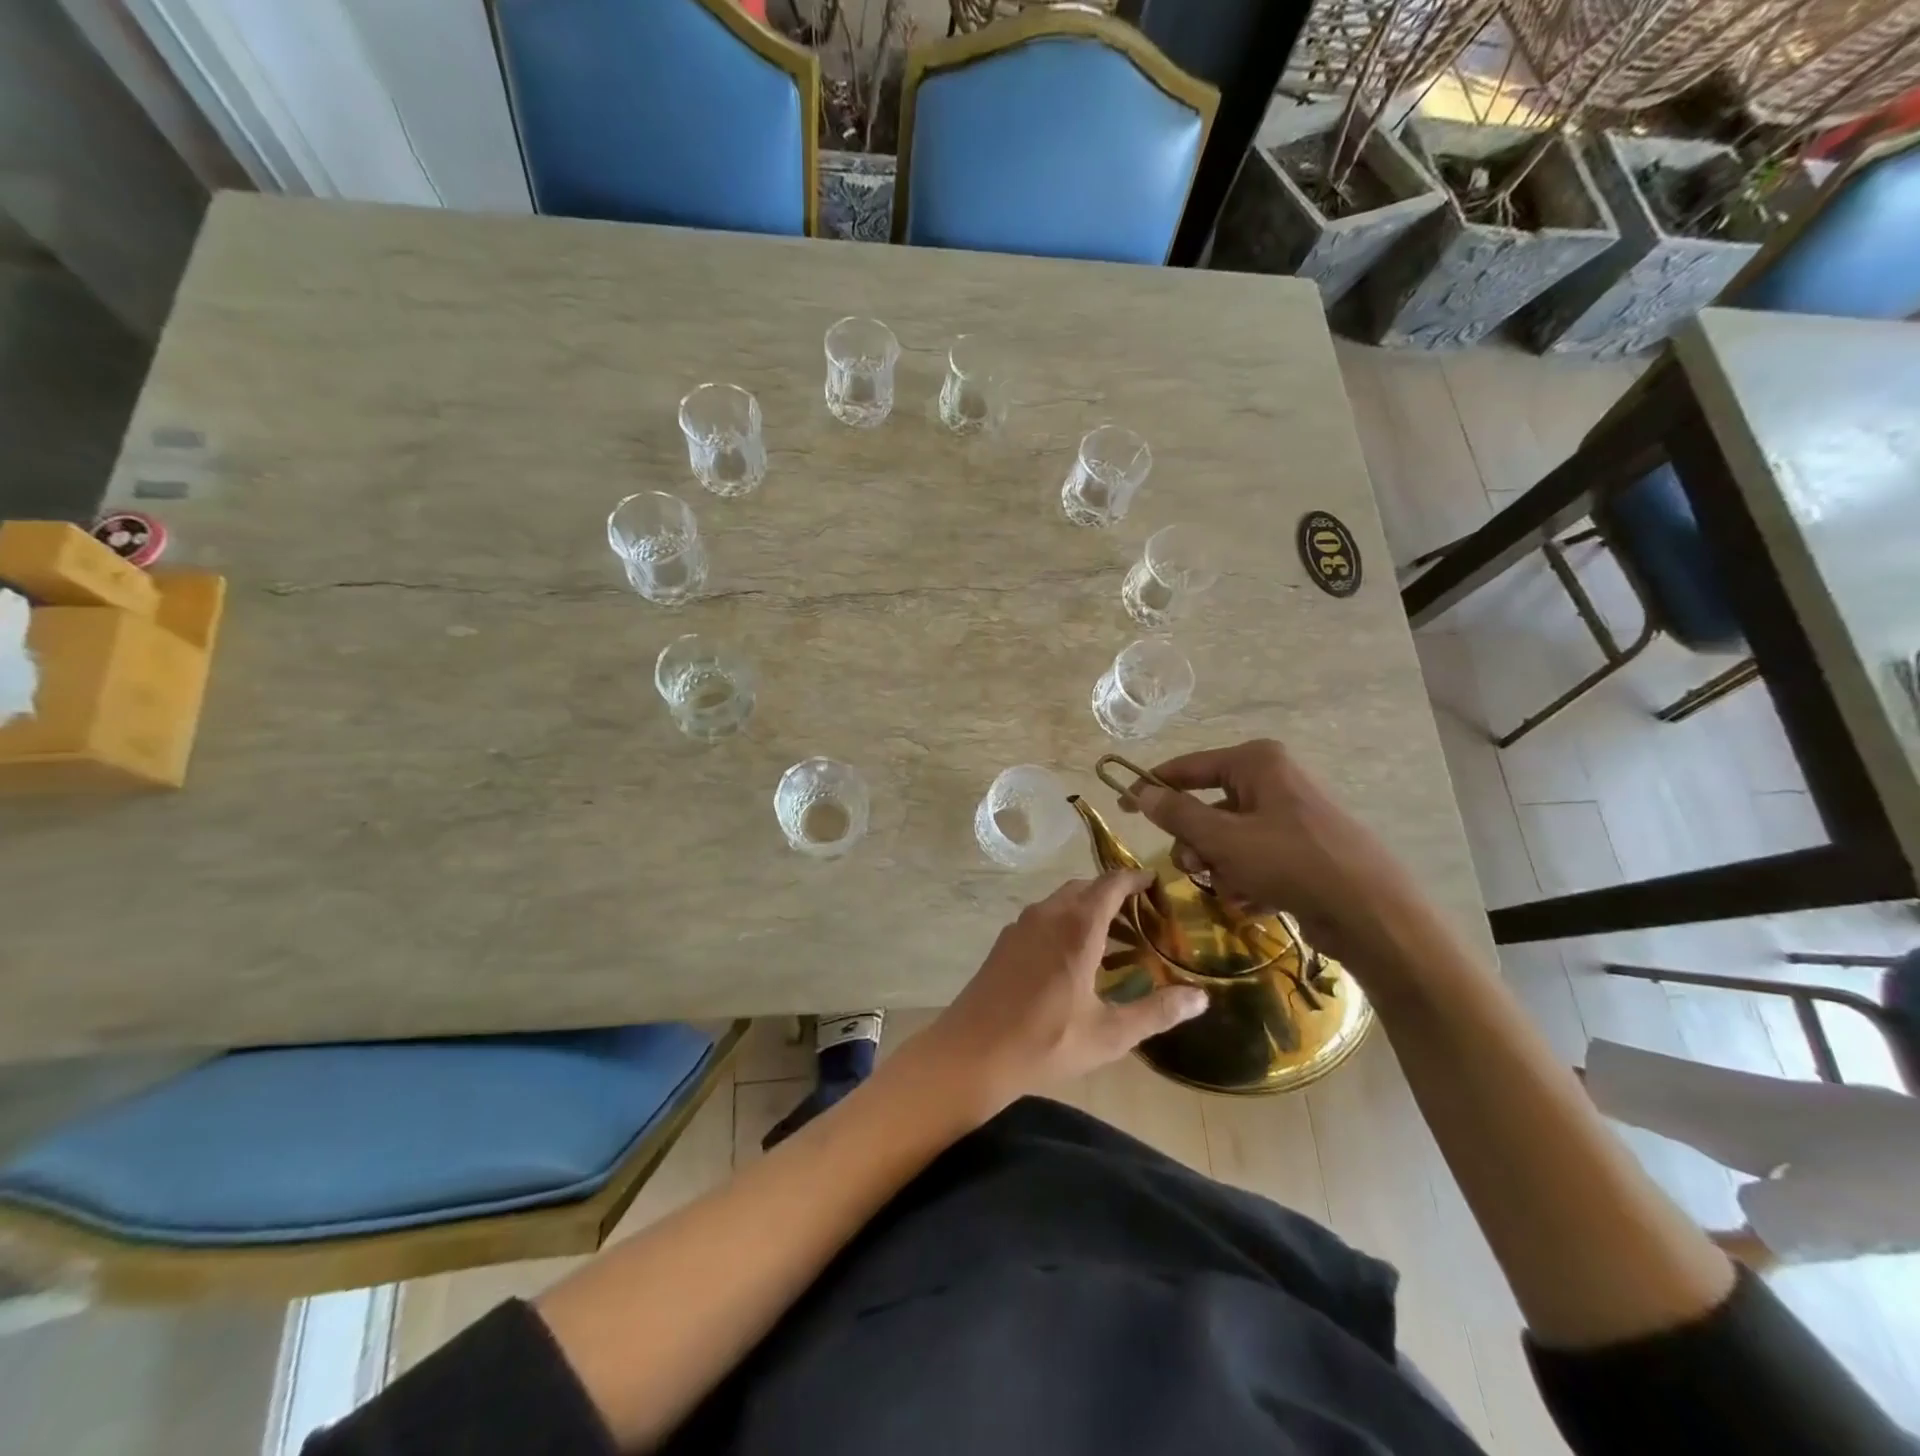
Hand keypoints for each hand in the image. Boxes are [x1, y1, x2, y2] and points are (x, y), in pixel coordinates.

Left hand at [916, 871, 1207, 1108]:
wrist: (972, 1052)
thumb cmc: (1045, 1043)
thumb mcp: (1109, 1034)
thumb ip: (1157, 1012)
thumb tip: (1202, 997)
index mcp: (1076, 928)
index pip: (1110, 884)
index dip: (1133, 877)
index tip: (1155, 880)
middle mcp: (1047, 915)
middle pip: (1085, 887)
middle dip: (1113, 893)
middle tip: (1141, 914)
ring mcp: (1021, 925)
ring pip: (1061, 900)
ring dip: (1087, 907)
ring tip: (1113, 936)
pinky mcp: (1005, 940)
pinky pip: (1043, 916)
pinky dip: (1065, 920)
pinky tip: (1073, 955)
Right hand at [1119, 739, 1430, 967]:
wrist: (1371, 912)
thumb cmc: (1291, 862)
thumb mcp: (1223, 837)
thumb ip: (1177, 813)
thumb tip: (1141, 792)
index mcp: (1256, 762)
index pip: (1188, 767)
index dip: (1152, 786)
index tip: (1121, 806)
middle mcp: (1273, 780)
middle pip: (1207, 806)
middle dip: (1196, 842)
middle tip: (1195, 868)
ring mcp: (1290, 815)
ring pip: (1228, 837)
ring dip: (1219, 865)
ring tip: (1230, 889)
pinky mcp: (1302, 848)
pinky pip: (1254, 856)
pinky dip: (1245, 878)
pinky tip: (1253, 900)